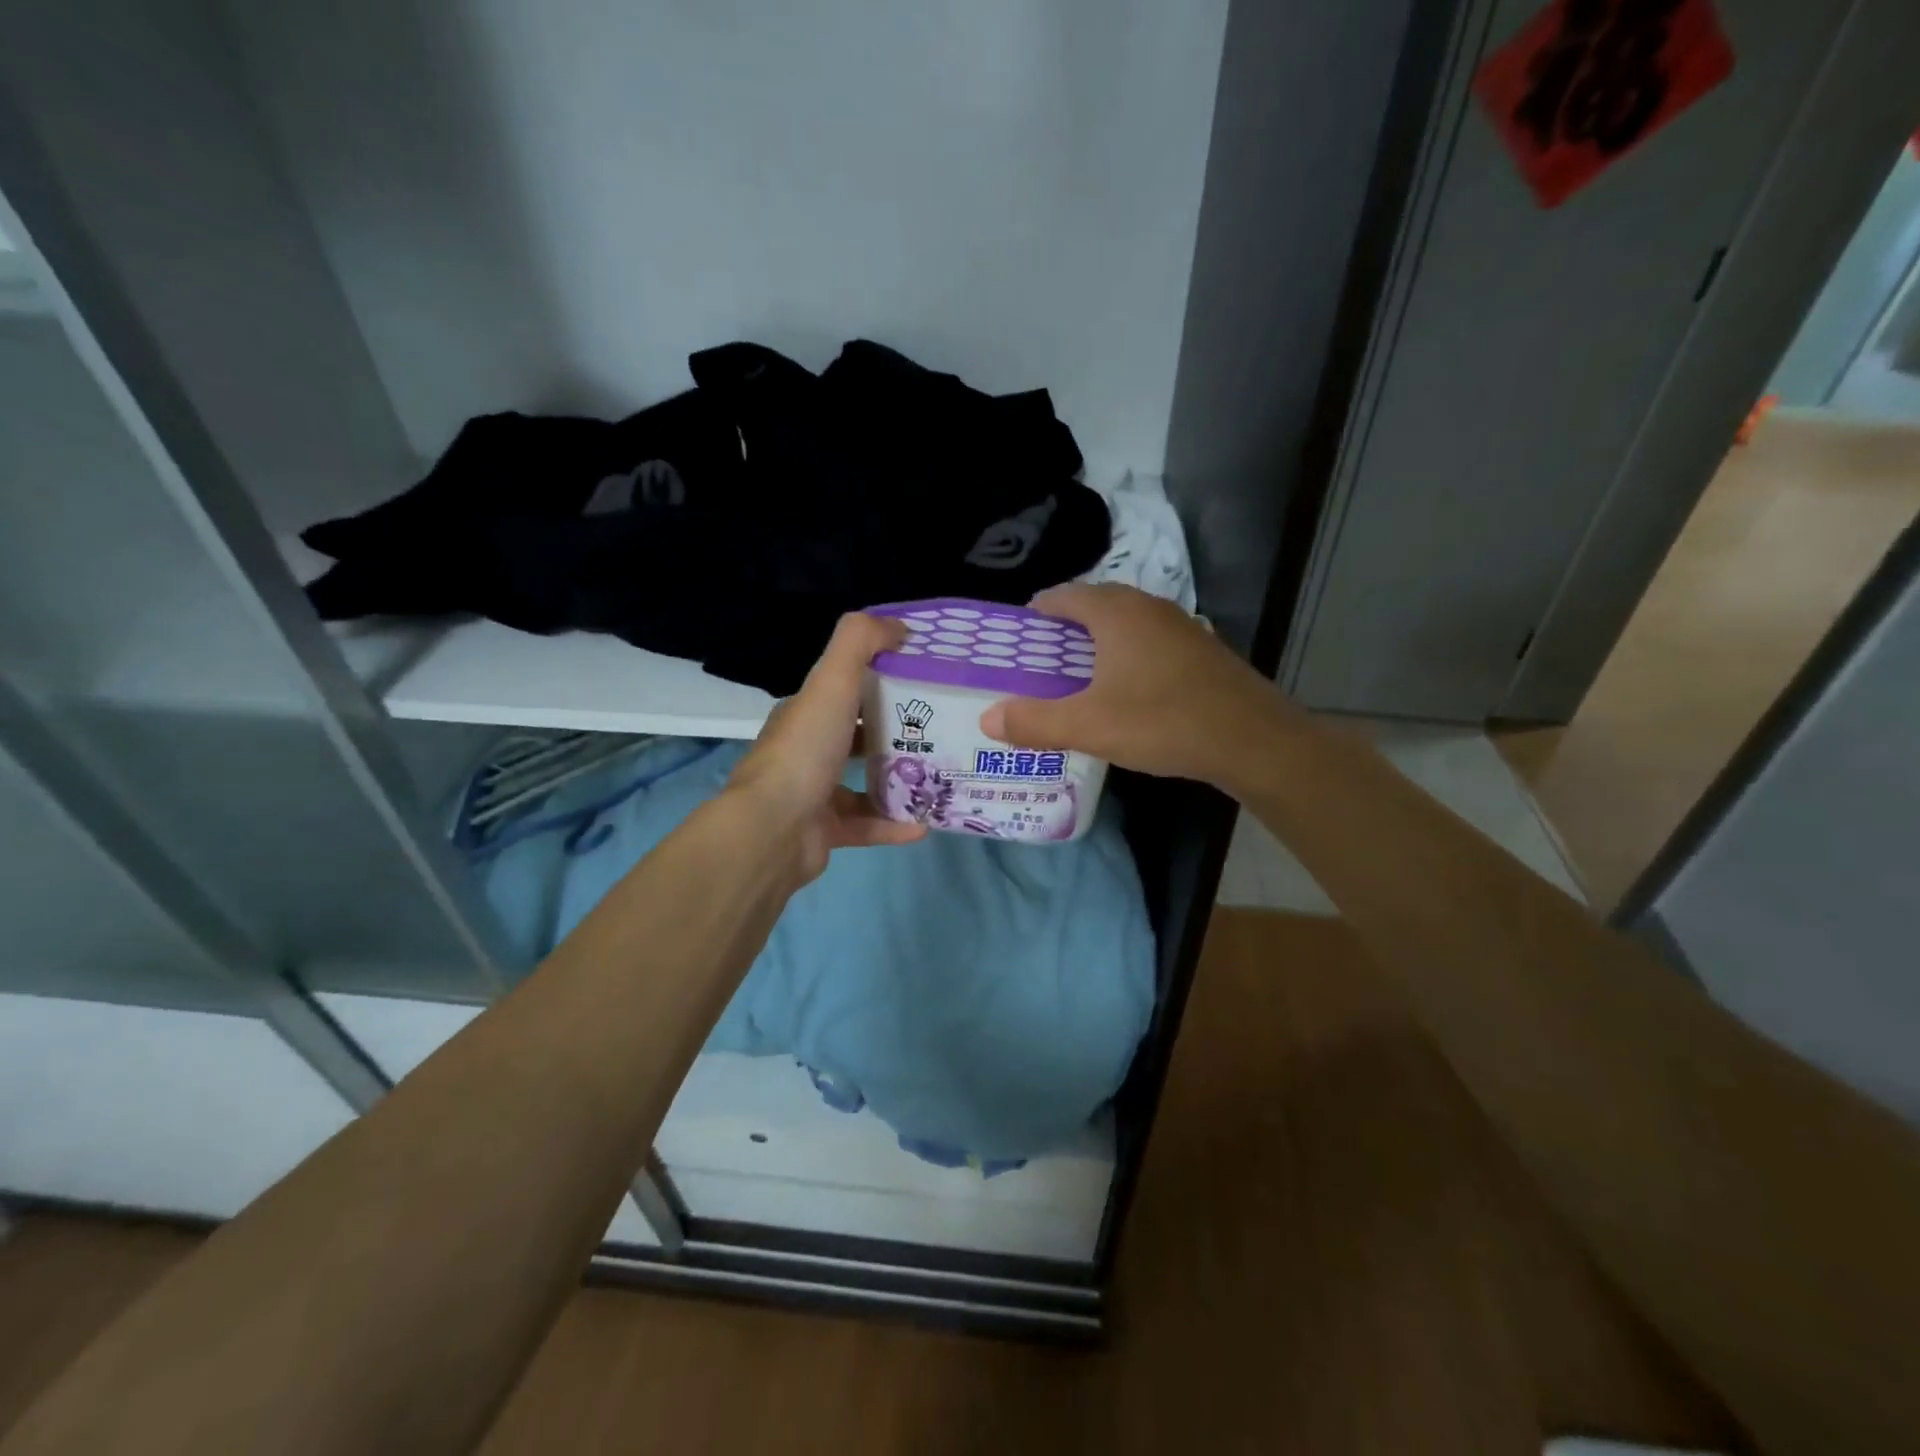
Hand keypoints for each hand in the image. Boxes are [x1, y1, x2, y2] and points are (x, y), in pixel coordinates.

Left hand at [728, 612, 925, 881]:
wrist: (773, 830)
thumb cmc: (805, 750)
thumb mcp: (832, 681)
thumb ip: (861, 642)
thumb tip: (898, 626)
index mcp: (805, 714)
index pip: (844, 690)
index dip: (881, 681)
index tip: (924, 681)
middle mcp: (806, 751)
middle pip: (856, 736)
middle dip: (896, 733)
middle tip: (941, 731)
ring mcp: (813, 794)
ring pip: (863, 783)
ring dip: (899, 781)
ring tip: (940, 777)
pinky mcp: (824, 832)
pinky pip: (866, 825)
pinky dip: (894, 824)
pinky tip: (925, 824)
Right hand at [978, 583, 1295, 788]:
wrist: (1253, 740)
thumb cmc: (1163, 722)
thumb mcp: (1089, 727)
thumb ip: (1035, 722)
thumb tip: (987, 719)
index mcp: (1116, 613)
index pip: (1063, 595)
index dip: (1035, 613)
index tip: (1016, 640)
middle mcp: (1148, 608)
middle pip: (1095, 605)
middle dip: (1064, 629)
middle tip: (1041, 662)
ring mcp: (1180, 626)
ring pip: (1126, 623)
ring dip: (1098, 642)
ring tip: (1078, 677)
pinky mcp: (1201, 650)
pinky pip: (1150, 641)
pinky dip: (1128, 655)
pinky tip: (1127, 690)